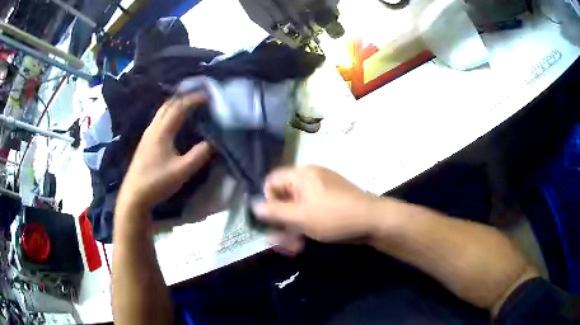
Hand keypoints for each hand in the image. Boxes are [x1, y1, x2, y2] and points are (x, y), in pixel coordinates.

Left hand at [116, 93, 211, 212]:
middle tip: (199, 99)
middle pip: (168, 105)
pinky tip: (174, 124)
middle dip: (184, 98)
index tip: (208, 97)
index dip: (194, 99)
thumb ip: (199, 155)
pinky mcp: (145, 142)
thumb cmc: (157, 182)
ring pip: (162, 112)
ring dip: (176, 106)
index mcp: (162, 131)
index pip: (179, 107)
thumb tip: (213, 142)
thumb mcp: (182, 171)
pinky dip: (169, 114)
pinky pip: (159, 120)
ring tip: (189, 108)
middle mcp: (153, 128)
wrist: (134, 195)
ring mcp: (147, 135)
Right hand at [252, 165, 380, 254]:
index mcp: (301, 175)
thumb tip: (253, 205)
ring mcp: (321, 191)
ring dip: (292, 228)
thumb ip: (274, 212)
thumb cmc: (334, 217)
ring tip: (294, 247)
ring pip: (296, 208)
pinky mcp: (329, 202)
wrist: (373, 221)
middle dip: (280, 222)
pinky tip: (305, 241)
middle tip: (282, 243)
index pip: (272, 181)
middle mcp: (310, 179)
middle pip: (284, 198)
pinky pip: (309, 211)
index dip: (267, 201)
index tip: (272, 221)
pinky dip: (304, 225)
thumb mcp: (301, 217)